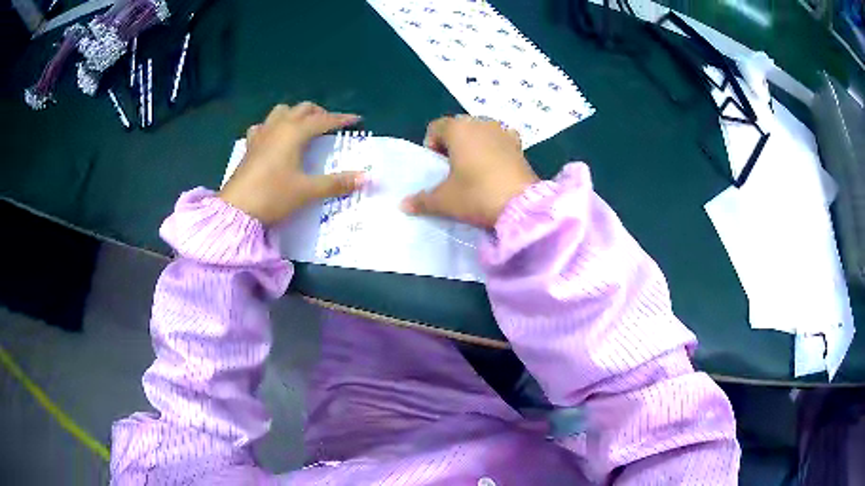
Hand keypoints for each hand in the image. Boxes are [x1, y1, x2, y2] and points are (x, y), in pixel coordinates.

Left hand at [219, 102, 363, 224]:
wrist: (236, 210)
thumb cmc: (273, 196)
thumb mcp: (307, 191)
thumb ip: (337, 183)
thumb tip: (367, 178)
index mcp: (294, 133)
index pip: (323, 120)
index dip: (341, 119)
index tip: (356, 120)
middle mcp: (278, 127)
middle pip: (302, 109)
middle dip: (319, 113)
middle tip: (330, 125)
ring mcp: (261, 134)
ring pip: (281, 112)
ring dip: (295, 114)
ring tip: (303, 126)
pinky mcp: (250, 146)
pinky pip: (263, 126)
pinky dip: (273, 126)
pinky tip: (274, 137)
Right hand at [401, 116, 538, 227]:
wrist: (521, 206)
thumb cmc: (476, 195)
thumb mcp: (445, 200)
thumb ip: (422, 200)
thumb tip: (403, 205)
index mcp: (458, 128)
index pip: (435, 127)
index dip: (431, 146)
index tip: (437, 168)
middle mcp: (481, 122)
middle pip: (458, 128)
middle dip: (452, 145)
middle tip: (453, 170)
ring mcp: (503, 131)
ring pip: (480, 133)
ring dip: (474, 146)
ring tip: (475, 171)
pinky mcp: (519, 144)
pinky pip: (500, 140)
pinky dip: (494, 149)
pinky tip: (496, 168)